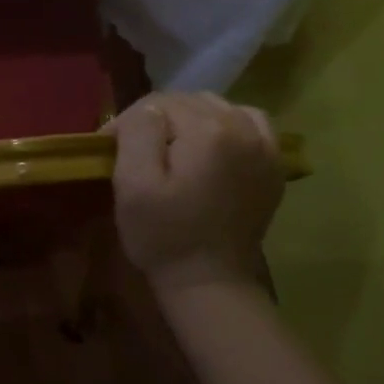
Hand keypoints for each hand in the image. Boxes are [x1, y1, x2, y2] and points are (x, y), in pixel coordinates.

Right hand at [105, 92, 285, 294]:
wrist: (209, 283)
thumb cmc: (164, 235)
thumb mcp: (134, 183)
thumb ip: (138, 132)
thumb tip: (147, 111)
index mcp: (208, 131)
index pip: (156, 103)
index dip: (128, 123)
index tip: (110, 149)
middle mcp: (243, 127)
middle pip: (188, 101)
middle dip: (158, 119)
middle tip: (137, 151)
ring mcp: (265, 146)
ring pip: (217, 107)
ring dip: (190, 119)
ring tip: (172, 148)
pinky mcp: (273, 165)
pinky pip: (249, 123)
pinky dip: (227, 125)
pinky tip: (211, 146)